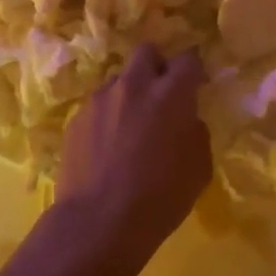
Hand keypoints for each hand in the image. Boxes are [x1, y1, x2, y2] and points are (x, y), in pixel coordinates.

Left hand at [55, 44, 211, 274]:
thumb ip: (195, 132)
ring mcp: (100, 99)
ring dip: (130, 94)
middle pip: (147, 52)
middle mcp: (134, 85)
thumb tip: (186, 121)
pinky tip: (108, 147)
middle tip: (162, 94)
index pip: (188, 59)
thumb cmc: (160, 198)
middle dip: (157, 66)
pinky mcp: (76, 118)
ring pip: (119, 80)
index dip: (194, 70)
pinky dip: (108, 117)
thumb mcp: (199, 168)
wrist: (98, 223)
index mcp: (171, 94)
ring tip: (130, 127)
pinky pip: (98, 106)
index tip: (196, 86)